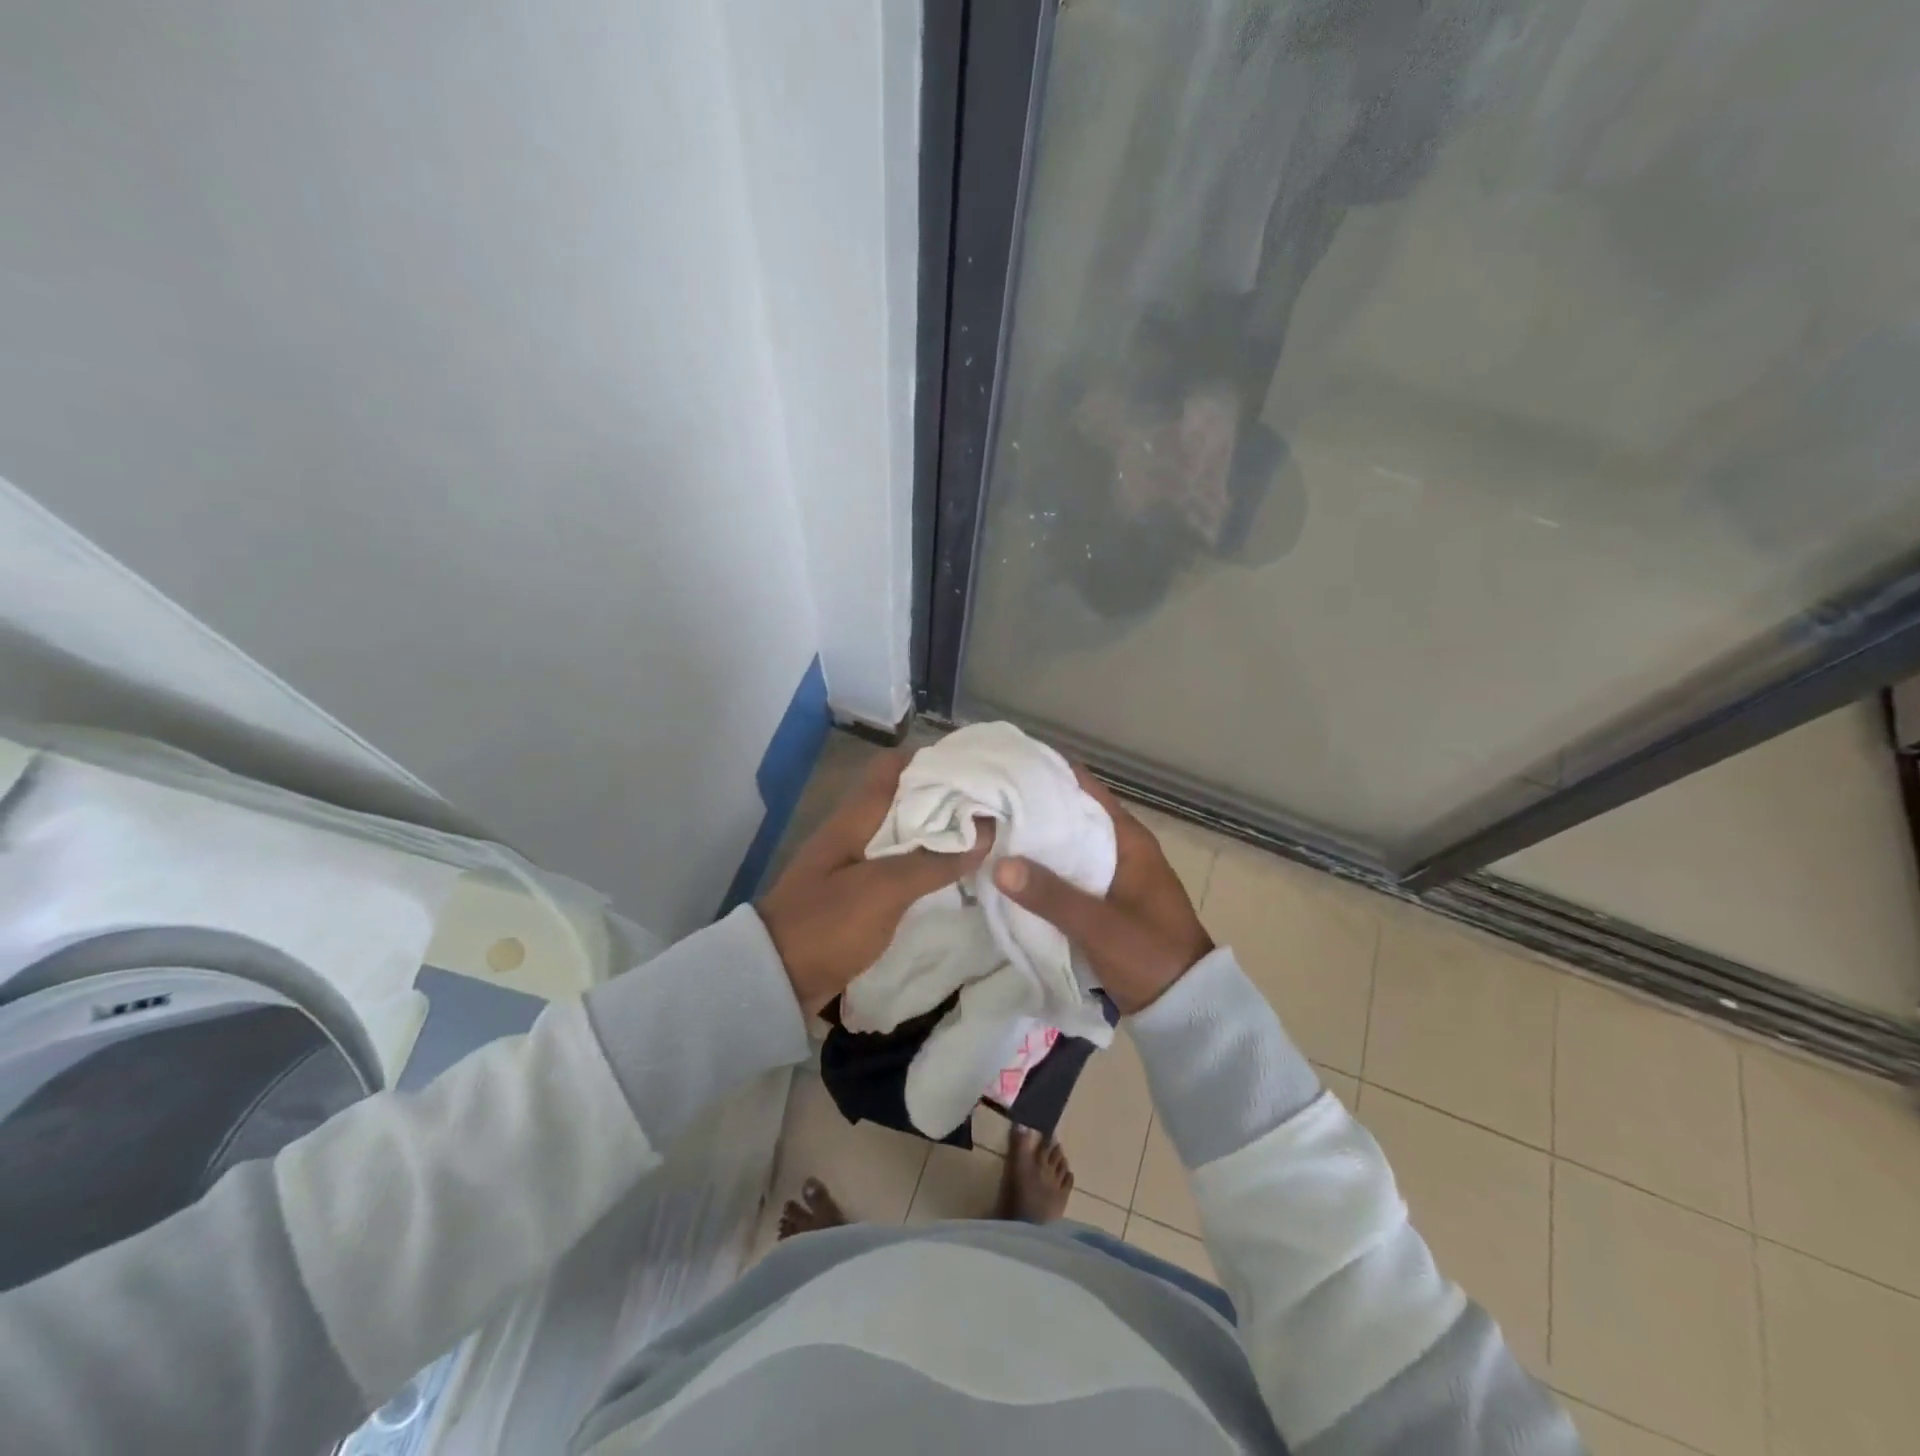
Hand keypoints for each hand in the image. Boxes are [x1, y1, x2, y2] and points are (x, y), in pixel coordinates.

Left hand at [759, 750, 993, 1012]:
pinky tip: (954, 876)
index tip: (975, 770)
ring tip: (984, 839)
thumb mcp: (883, 890)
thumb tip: (986, 830)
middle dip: (946, 800)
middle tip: (992, 808)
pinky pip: (900, 867)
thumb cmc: (826, 924)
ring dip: (939, 835)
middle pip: (904, 800)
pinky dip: (927, 865)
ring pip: (905, 835)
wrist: (773, 980)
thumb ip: (933, 861)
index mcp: (854, 817)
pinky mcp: (859, 894)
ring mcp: (855, 864)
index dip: (933, 761)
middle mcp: (855, 832)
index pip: (893, 767)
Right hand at [991, 767, 1212, 1014]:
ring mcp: (1115, 875)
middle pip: (1073, 815)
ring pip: (1069, 847)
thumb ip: (1050, 895)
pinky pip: (1070, 874)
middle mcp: (1122, 848)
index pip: (1085, 789)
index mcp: (1130, 839)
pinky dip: (1046, 871)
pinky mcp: (1107, 901)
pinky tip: (1014, 875)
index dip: (1047, 776)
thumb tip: (998, 862)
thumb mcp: (1099, 925)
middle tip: (988, 805)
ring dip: (1038, 843)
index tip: (1006, 771)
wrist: (1187, 1007)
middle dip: (1034, 810)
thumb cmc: (1150, 955)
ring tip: (991, 834)